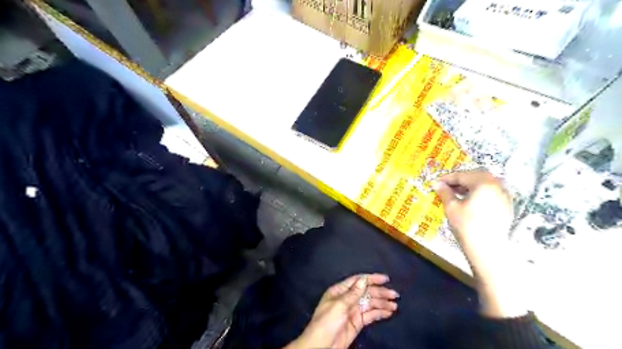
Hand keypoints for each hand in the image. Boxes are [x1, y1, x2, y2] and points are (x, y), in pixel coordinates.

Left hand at [286, 275, 397, 346]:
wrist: (321, 346)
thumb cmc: (326, 322)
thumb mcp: (339, 306)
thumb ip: (353, 293)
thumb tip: (364, 279)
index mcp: (340, 291)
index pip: (358, 281)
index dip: (371, 278)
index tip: (385, 279)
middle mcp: (347, 298)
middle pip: (366, 292)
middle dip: (380, 292)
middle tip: (394, 294)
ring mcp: (353, 310)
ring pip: (370, 303)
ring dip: (382, 303)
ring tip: (395, 305)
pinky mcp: (357, 322)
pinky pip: (370, 315)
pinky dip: (380, 313)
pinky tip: (389, 312)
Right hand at [434, 170, 525, 319]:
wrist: (488, 249)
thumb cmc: (466, 226)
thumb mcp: (451, 207)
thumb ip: (445, 192)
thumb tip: (437, 183)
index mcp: (483, 182)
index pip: (462, 175)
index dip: (447, 178)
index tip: (435, 182)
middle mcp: (497, 185)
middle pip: (476, 175)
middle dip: (460, 179)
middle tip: (446, 186)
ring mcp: (504, 195)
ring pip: (485, 183)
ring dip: (470, 185)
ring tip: (456, 193)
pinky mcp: (506, 205)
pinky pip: (491, 192)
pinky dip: (479, 192)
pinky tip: (470, 201)